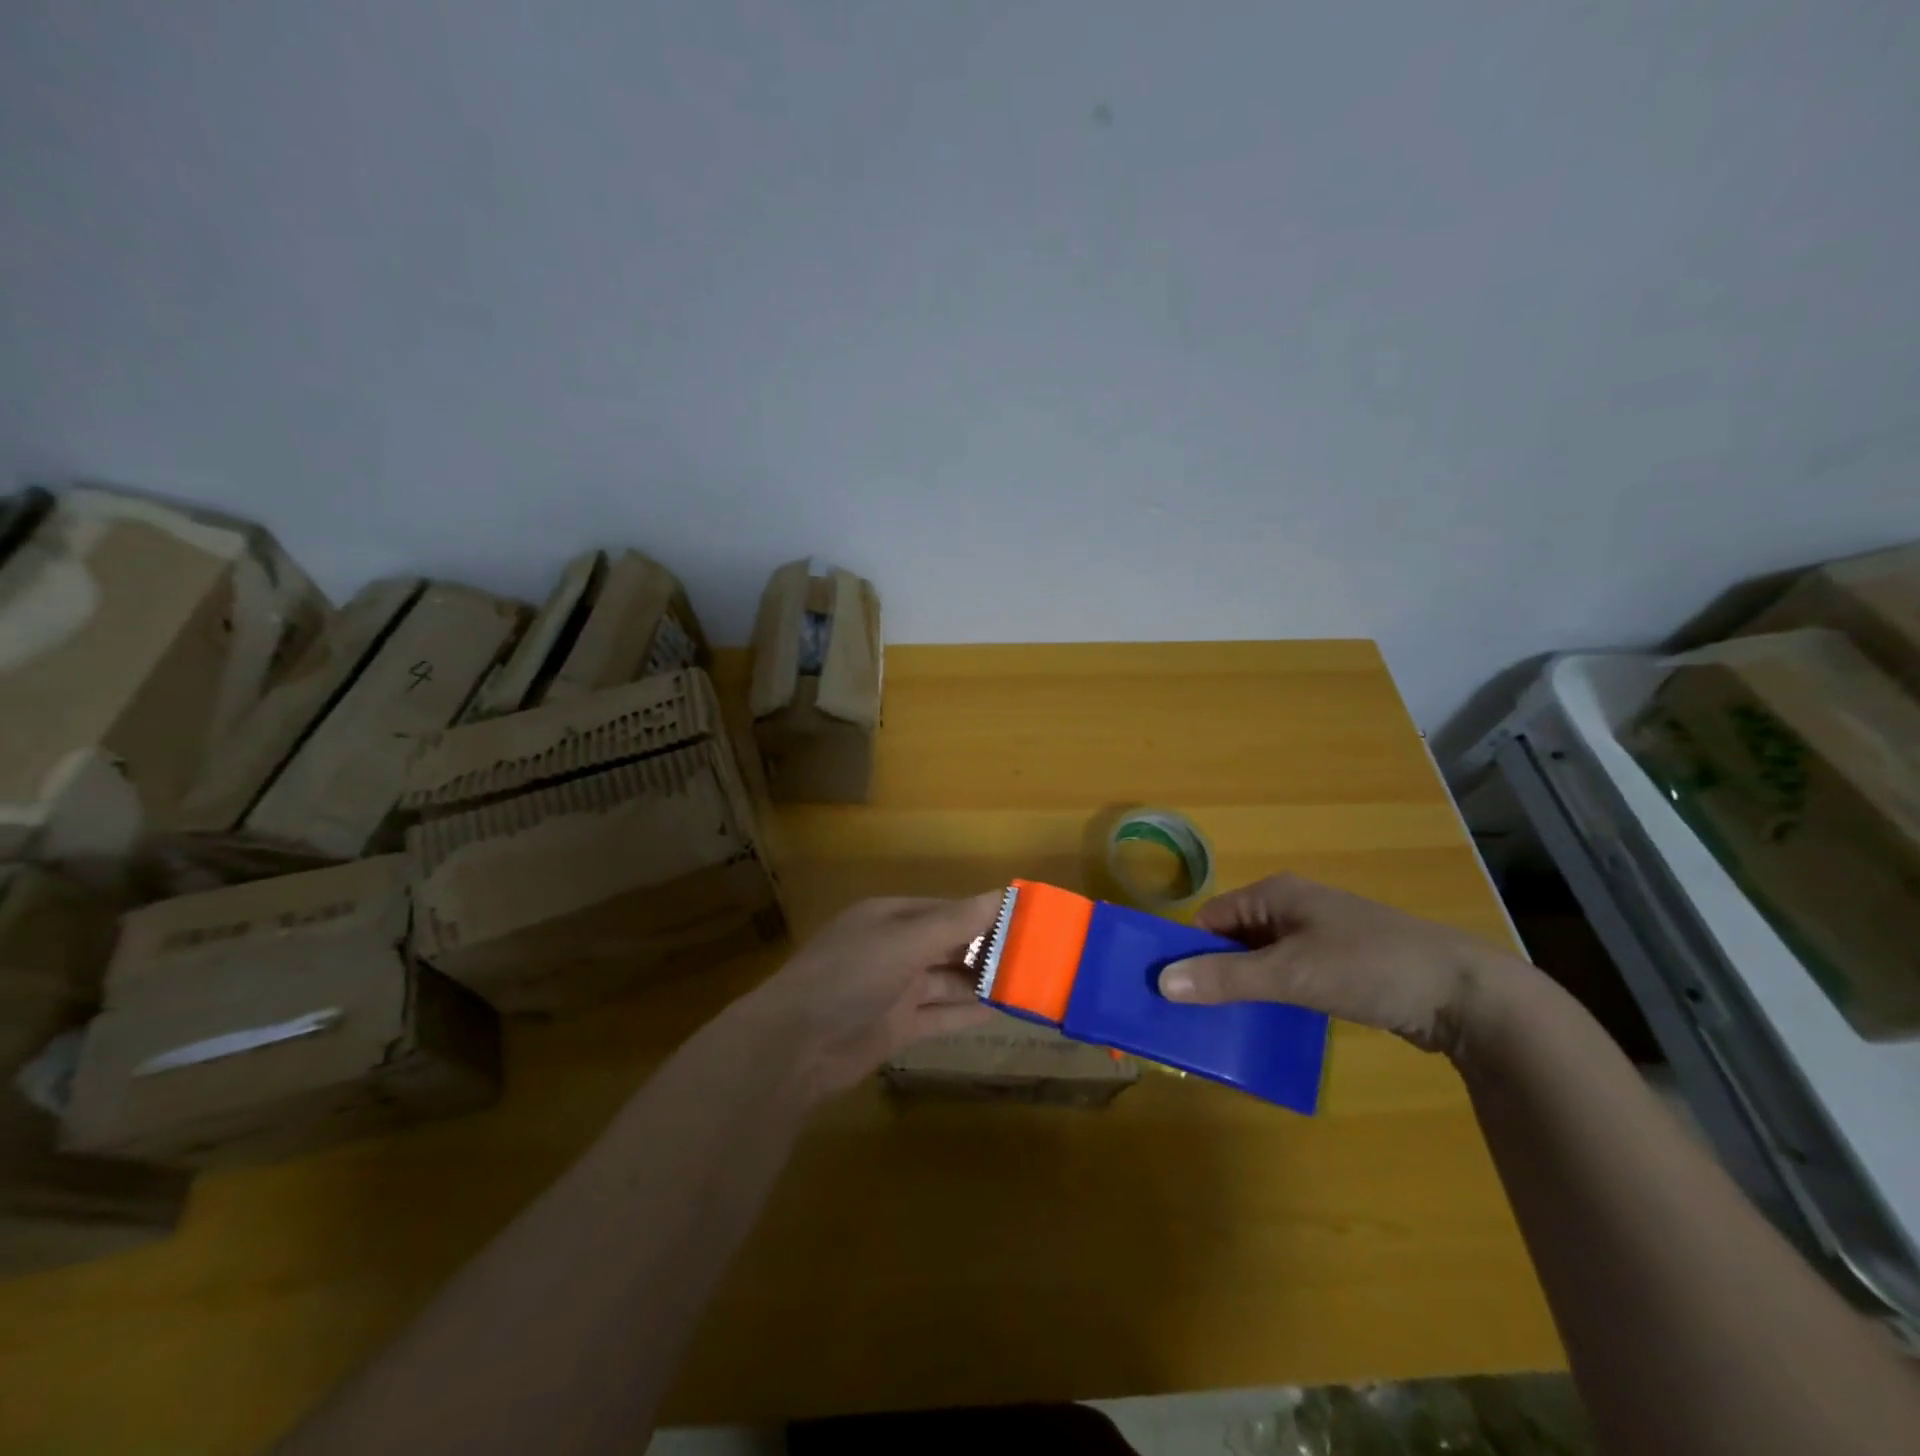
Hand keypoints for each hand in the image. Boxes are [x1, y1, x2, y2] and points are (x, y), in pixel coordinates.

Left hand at [743, 893, 1000, 1099]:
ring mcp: (894, 989)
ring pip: (946, 981)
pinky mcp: (896, 1027)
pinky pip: (938, 1015)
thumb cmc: (849, 976)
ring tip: (1025, 982)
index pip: (946, 909)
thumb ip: (954, 922)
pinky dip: (965, 1013)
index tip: (1025, 919)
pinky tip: (998, 1012)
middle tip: (1035, 955)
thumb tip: (1002, 894)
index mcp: (889, 917)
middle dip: (985, 949)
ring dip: (979, 982)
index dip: (983, 914)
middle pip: (948, 945)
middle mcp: (893, 949)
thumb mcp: (904, 941)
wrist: (795, 1046)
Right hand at [1157, 874, 1526, 1057]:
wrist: (1466, 994)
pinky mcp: (1340, 967)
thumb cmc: (1370, 967)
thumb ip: (1226, 977)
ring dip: (1243, 989)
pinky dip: (1273, 999)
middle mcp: (1292, 909)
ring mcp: (1319, 938)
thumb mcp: (1291, 973)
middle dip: (1213, 973)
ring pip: (1262, 962)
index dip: (1188, 951)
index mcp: (1275, 894)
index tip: (1170, 990)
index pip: (1211, 919)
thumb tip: (1161, 982)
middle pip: (1234, 940)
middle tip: (1191, 1015)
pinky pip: (1289, 979)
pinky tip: (1266, 1028)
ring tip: (1221, 1027)